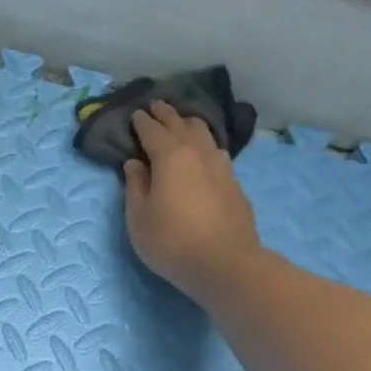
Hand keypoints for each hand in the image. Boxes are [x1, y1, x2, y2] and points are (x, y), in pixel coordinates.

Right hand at [124, 102, 260, 299]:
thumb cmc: (170, 241)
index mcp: (170, 156)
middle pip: (182, 125)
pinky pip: (218, 154)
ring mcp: (222, 168)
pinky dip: (206, 146)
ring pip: (206, 135)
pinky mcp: (235, 185)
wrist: (223, 263)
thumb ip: (135, 186)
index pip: (153, 131)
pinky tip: (206, 154)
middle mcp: (198, 153)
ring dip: (191, 126)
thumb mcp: (138, 218)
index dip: (143, 122)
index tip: (136, 114)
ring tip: (183, 124)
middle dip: (167, 115)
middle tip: (157, 107)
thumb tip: (135, 163)